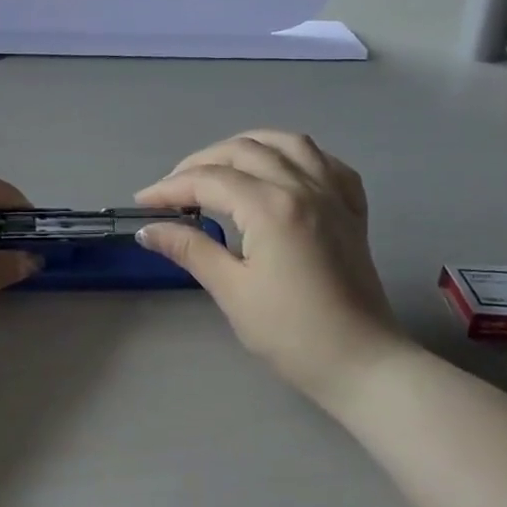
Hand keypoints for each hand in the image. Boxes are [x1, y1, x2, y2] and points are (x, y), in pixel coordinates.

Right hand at [134, 130, 409, 403]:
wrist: (363, 364)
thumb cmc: (292, 333)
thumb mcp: (232, 291)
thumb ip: (190, 249)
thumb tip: (149, 230)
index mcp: (271, 207)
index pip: (209, 180)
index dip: (170, 188)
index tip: (143, 204)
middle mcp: (304, 186)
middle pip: (243, 150)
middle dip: (200, 163)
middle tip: (173, 191)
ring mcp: (333, 194)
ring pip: (287, 142)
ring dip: (247, 145)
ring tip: (221, 167)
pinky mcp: (352, 210)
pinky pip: (325, 162)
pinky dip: (296, 156)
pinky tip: (280, 171)